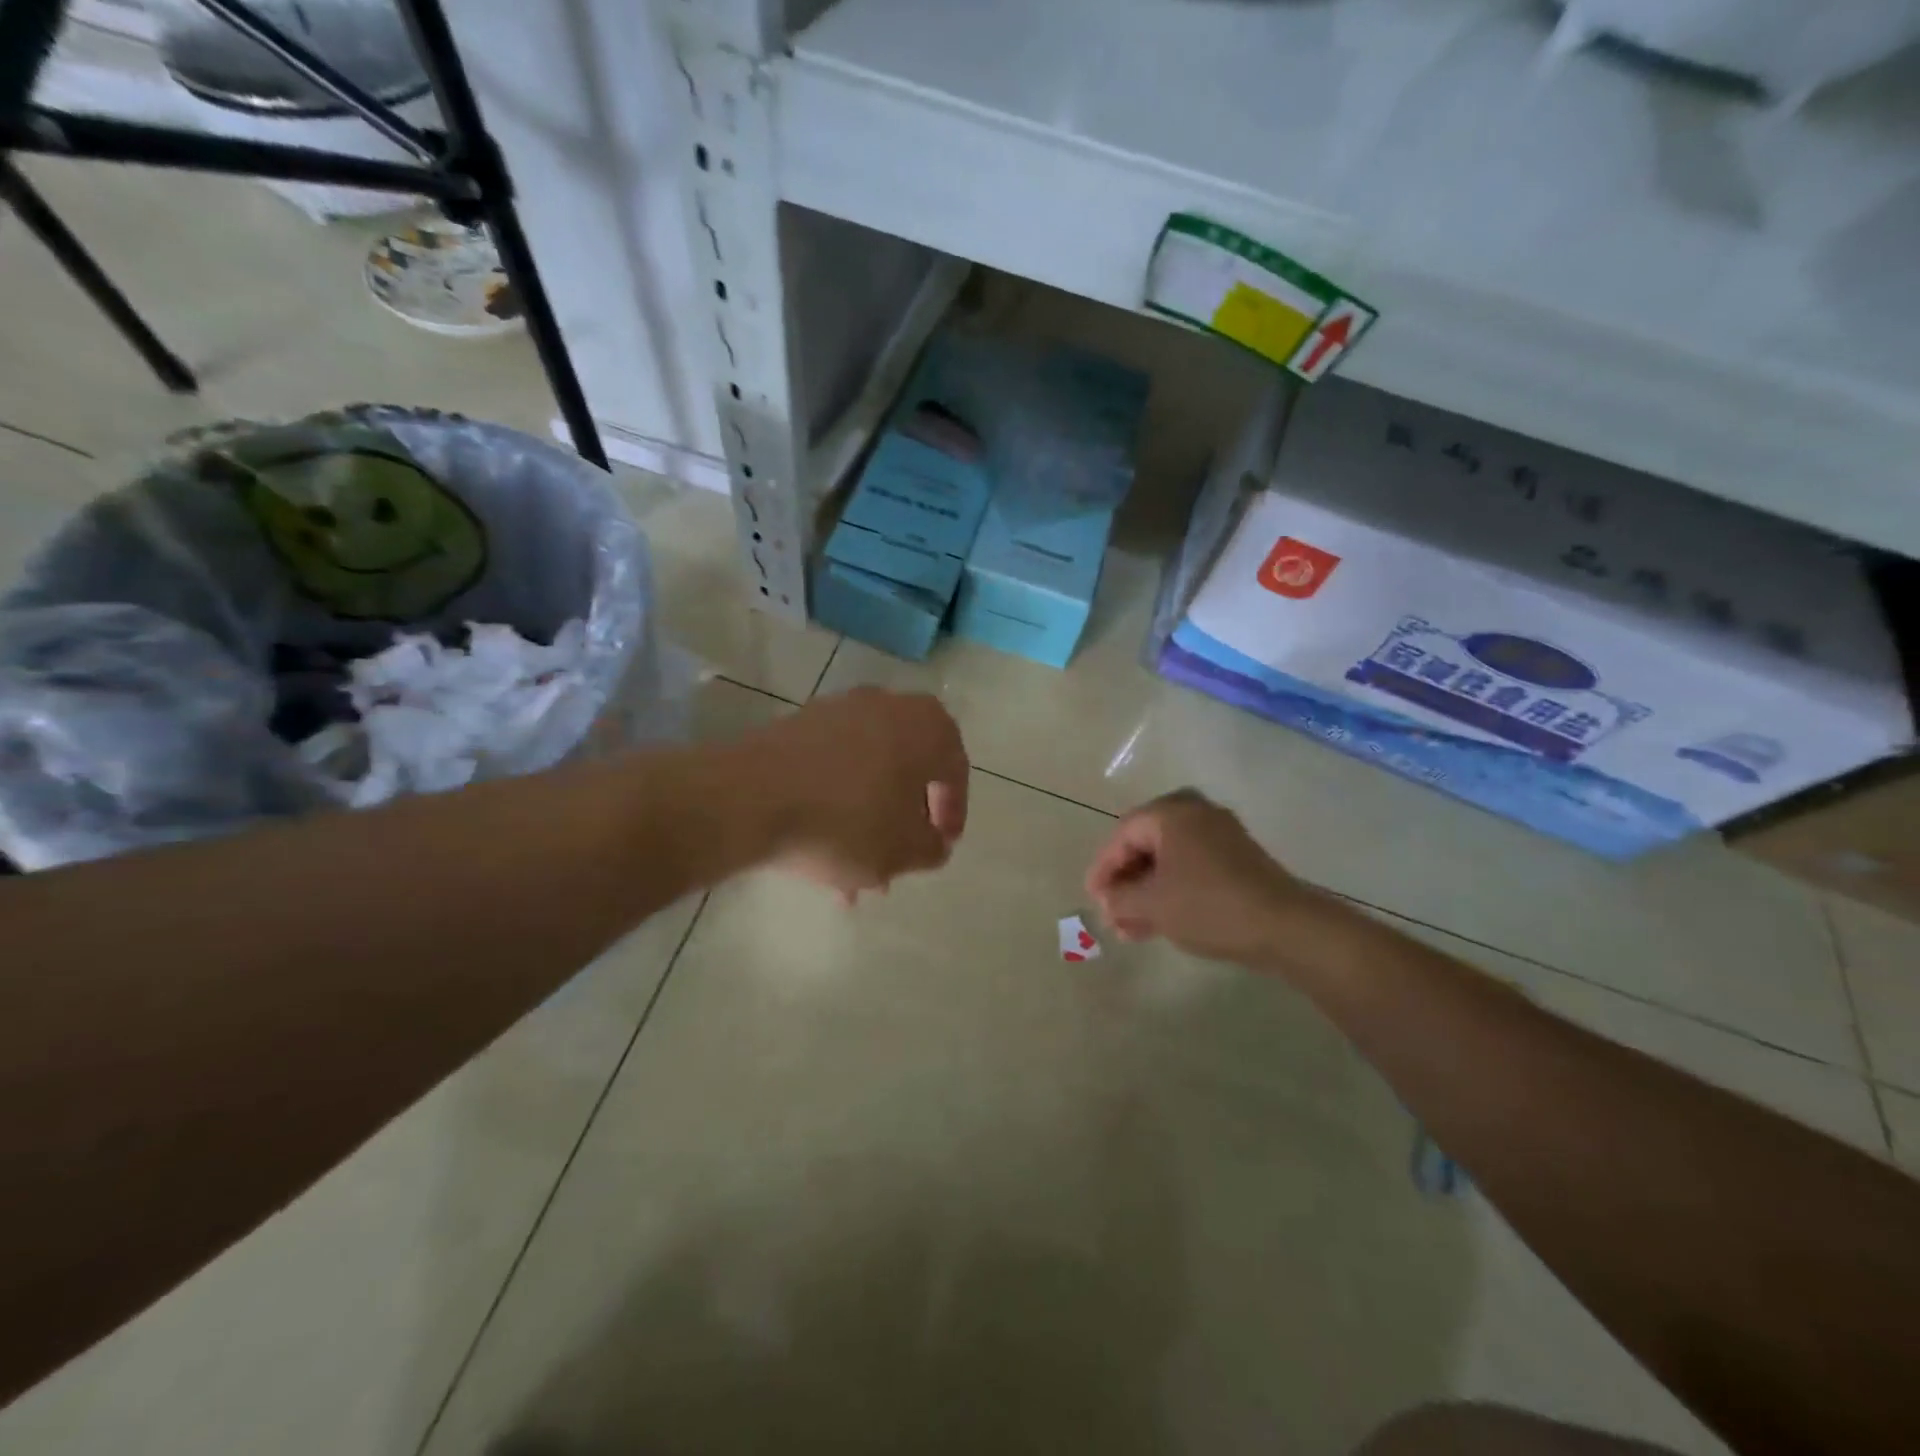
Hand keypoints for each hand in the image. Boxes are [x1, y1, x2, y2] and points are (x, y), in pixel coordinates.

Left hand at [757, 687, 968, 899]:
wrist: (749, 796)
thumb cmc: (846, 822)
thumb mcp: (904, 851)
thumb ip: (932, 848)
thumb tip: (933, 841)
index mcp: (928, 727)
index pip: (955, 771)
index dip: (951, 814)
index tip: (938, 847)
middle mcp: (888, 705)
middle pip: (909, 768)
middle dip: (904, 818)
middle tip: (897, 856)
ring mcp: (839, 709)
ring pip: (868, 770)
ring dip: (868, 815)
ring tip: (852, 867)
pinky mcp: (798, 723)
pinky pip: (833, 766)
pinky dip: (835, 801)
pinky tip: (820, 843)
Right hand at [1084, 789, 1316, 965]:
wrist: (1285, 927)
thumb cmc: (1208, 906)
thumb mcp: (1152, 905)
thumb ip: (1119, 898)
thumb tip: (1109, 900)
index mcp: (1171, 813)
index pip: (1123, 835)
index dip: (1103, 868)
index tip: (1093, 899)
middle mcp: (1196, 812)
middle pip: (1145, 844)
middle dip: (1126, 881)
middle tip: (1113, 912)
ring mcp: (1221, 833)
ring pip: (1169, 859)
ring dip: (1147, 890)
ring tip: (1132, 928)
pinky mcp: (1238, 857)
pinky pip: (1192, 866)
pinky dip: (1172, 889)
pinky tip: (1161, 921)